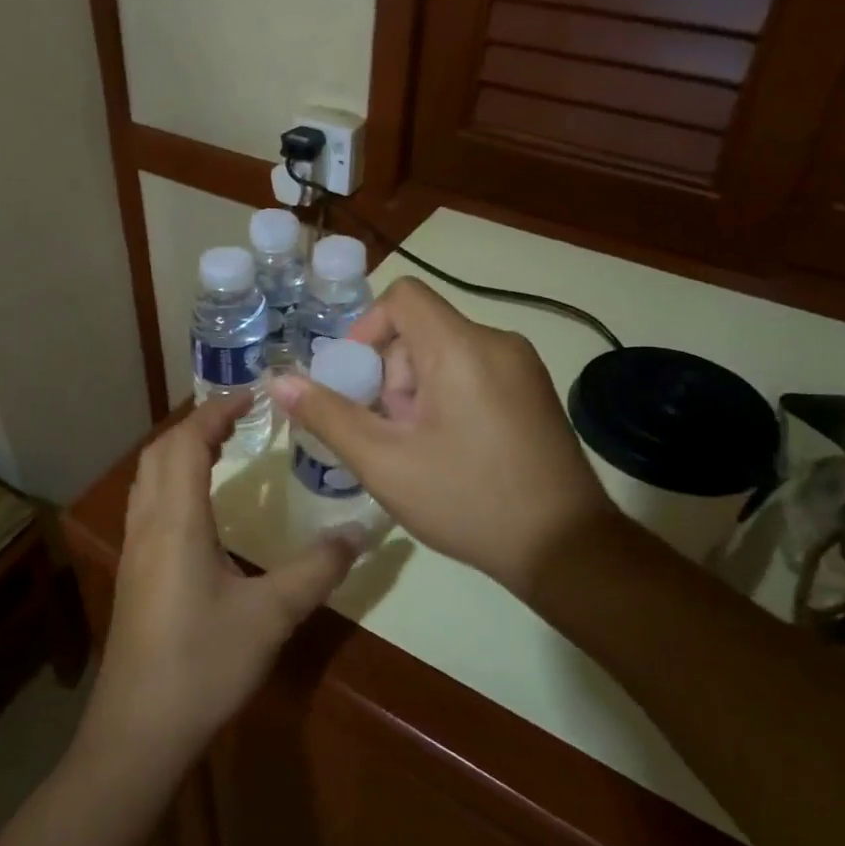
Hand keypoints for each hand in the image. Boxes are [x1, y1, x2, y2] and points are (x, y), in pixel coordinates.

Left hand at [87, 395, 360, 763]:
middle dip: (198, 423)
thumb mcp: (272, 615)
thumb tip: (361, 532)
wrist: (140, 729)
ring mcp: (135, 548)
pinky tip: (200, 505)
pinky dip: (172, 479)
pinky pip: (148, 502)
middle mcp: (148, 524)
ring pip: (148, 476)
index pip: (188, 443)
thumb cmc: (204, 664)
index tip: (252, 394)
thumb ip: (317, 569)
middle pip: (161, 451)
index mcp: (177, 521)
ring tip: (221, 447)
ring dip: (180, 450)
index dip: (216, 411)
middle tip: (241, 416)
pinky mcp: (134, 572)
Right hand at [269, 277, 612, 596]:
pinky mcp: (533, 391)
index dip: (366, 330)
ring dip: (416, 392)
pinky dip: (446, 398)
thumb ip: (328, 416)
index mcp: (462, 347)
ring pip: (445, 354)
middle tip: (387, 433)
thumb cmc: (467, 500)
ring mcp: (522, 367)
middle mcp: (498, 342)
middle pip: (421, 331)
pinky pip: (473, 372)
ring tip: (417, 449)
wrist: (565, 548)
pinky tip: (448, 451)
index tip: (355, 382)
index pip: (402, 297)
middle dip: (390, 375)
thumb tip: (279, 381)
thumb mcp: (385, 463)